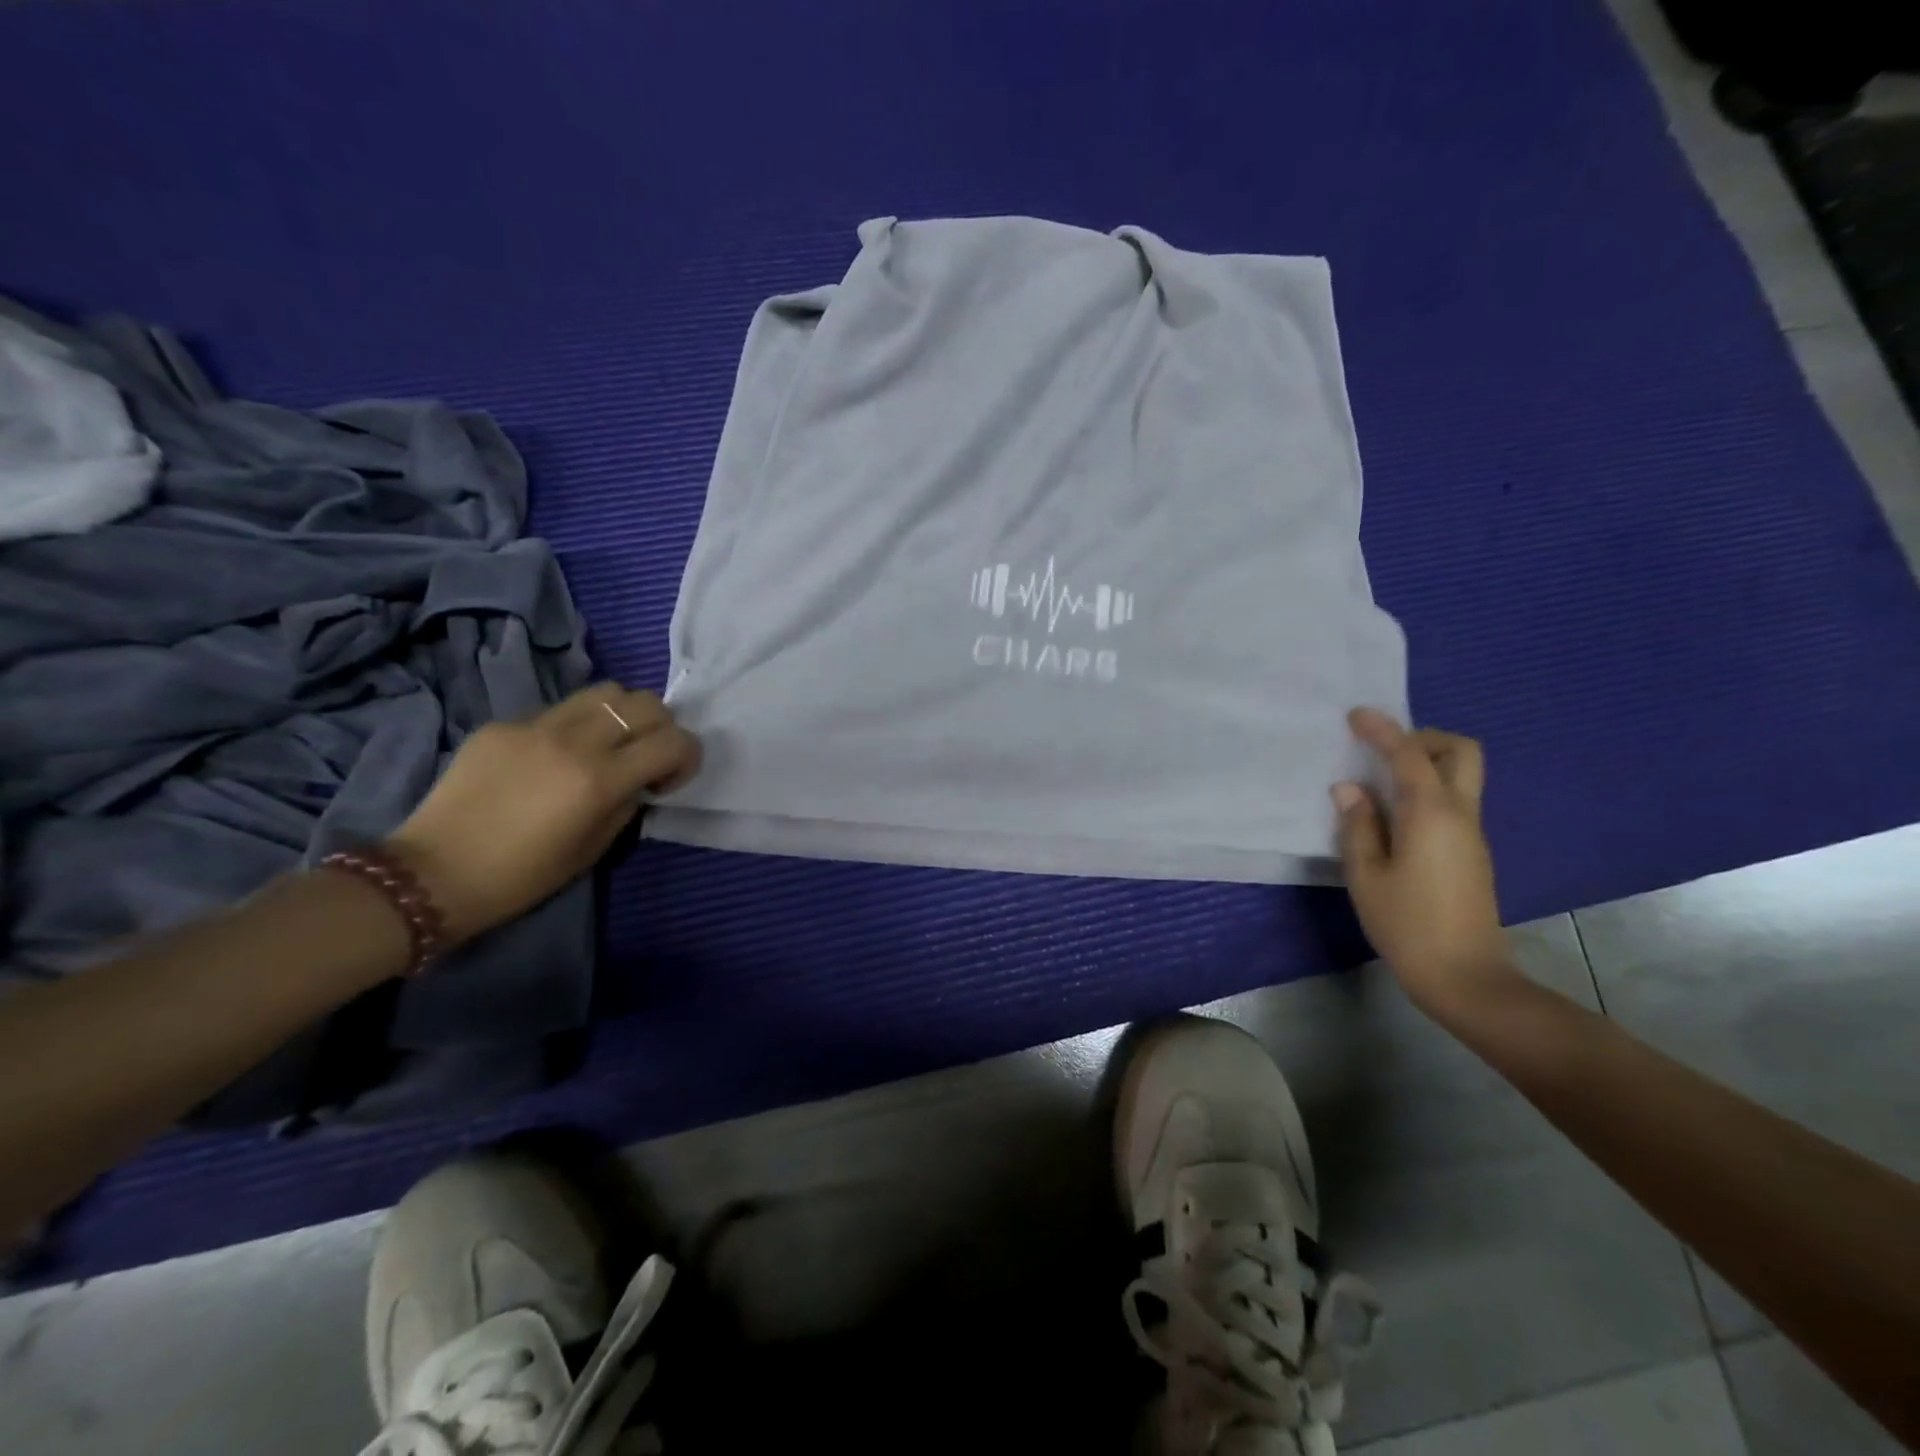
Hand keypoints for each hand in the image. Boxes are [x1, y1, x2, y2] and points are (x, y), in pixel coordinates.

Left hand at [386, 683, 700, 944]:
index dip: (687, 757)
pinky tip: (552, 759)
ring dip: (622, 715)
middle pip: (645, 703)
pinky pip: (558, 710)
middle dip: (660, 729)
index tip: (667, 782)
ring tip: (608, 746)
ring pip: (605, 691)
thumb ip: (626, 803)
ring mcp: (534, 726)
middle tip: (644, 759)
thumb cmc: (521, 877)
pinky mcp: (503, 724)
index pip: (673, 741)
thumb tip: (637, 780)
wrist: (432, 874)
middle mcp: (573, 741)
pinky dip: (574, 726)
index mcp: (599, 779)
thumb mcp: (594, 849)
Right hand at [1330, 708, 1516, 1018]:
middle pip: (1460, 752)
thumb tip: (1350, 789)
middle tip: (1384, 748)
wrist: (1464, 975)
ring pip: (1462, 774)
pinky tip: (1395, 812)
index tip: (1355, 715)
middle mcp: (1460, 814)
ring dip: (1426, 761)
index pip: (1408, 754)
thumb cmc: (1406, 922)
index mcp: (1431, 814)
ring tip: (1381, 778)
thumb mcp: (1365, 874)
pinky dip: (1428, 787)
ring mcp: (1472, 833)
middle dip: (1423, 737)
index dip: (1382, 729)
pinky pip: (1454, 799)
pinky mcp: (1472, 851)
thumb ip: (1357, 825)